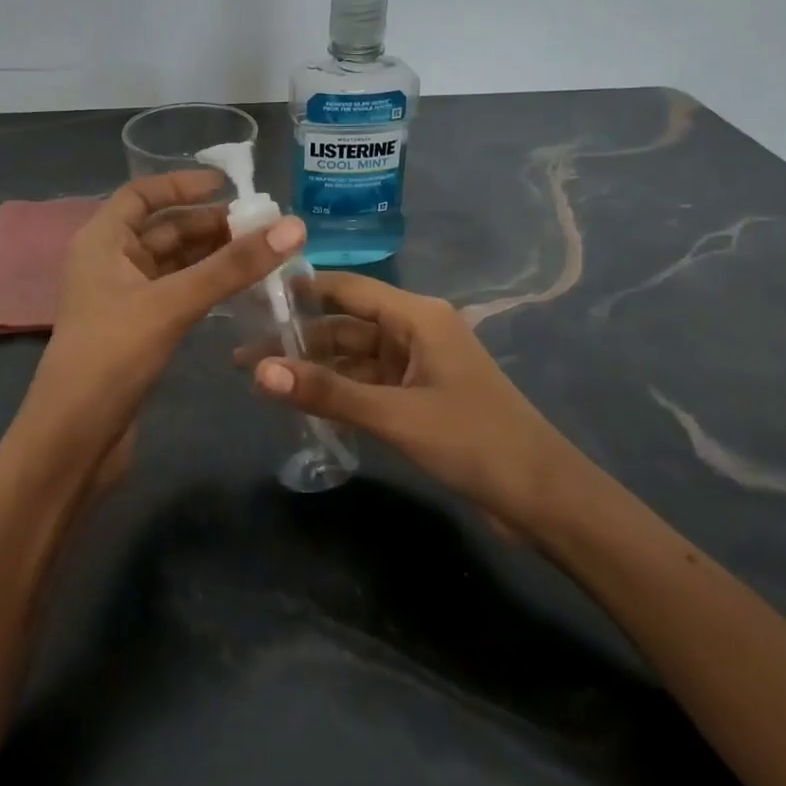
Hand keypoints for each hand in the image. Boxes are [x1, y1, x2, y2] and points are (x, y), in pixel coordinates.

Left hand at [16, 169, 305, 474]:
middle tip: (264, 227)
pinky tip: (239, 289)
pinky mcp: (137, 330)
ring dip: (212, 256)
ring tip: (262, 254)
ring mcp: (123, 298)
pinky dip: (206, 286)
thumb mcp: (173, 303)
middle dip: (210, 224)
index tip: (229, 185)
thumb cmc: (111, 356)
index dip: (182, 184)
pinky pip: (177, 293)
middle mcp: (109, 262)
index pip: (141, 194)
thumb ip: (232, 266)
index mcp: (102, 241)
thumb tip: (293, 226)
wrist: (74, 439)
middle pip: (164, 229)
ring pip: (173, 264)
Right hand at [252, 272, 586, 535]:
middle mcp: (415, 331)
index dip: (300, 290)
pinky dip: (338, 392)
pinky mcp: (418, 397)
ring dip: (315, 369)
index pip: (347, 288)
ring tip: (261, 383)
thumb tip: (259, 373)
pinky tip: (303, 403)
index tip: (251, 297)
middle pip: (345, 325)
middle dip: (298, 340)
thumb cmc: (473, 440)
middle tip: (243, 358)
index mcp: (417, 316)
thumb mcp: (395, 415)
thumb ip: (327, 393)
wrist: (542, 497)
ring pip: (354, 358)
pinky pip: (368, 384)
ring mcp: (417, 365)